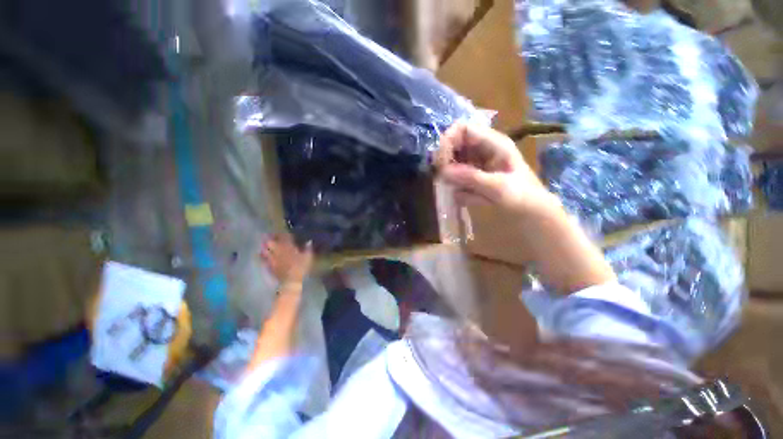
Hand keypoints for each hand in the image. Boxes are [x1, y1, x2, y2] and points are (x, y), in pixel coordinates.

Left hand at [260, 234, 313, 285]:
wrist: (290, 280)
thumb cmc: (301, 268)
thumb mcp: (308, 257)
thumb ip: (308, 248)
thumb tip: (309, 241)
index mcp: (288, 247)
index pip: (284, 237)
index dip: (282, 233)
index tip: (282, 231)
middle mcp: (278, 250)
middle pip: (271, 242)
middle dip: (270, 238)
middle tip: (270, 235)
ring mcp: (272, 258)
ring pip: (265, 249)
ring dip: (265, 245)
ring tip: (265, 243)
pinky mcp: (268, 265)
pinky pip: (262, 258)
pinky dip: (262, 255)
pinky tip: (262, 253)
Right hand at [435, 123, 557, 216]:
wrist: (532, 213)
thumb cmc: (523, 197)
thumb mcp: (499, 187)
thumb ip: (472, 177)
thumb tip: (443, 171)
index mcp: (493, 143)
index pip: (462, 129)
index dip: (448, 141)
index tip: (441, 163)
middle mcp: (481, 150)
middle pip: (453, 146)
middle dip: (447, 164)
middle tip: (447, 182)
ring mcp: (476, 164)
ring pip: (452, 166)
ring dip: (455, 181)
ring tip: (471, 195)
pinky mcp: (472, 178)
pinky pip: (456, 181)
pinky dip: (460, 191)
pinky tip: (475, 200)